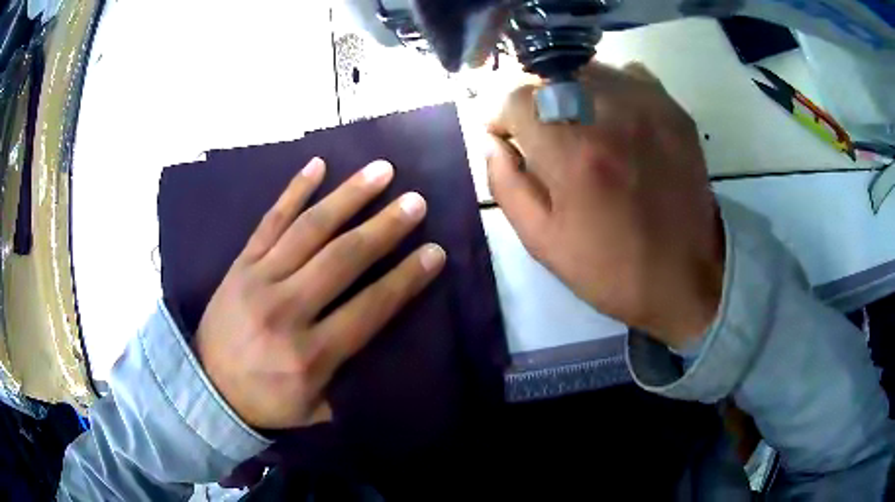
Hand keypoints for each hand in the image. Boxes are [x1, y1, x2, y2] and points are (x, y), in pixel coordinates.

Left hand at [195, 158, 445, 428]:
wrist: (206, 387)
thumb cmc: (264, 401)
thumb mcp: (313, 410)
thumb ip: (349, 384)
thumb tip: (383, 350)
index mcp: (310, 353)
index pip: (369, 307)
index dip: (406, 278)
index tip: (435, 251)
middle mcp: (286, 309)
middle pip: (342, 259)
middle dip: (384, 228)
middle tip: (415, 202)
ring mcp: (259, 279)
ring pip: (309, 229)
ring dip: (348, 196)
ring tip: (380, 171)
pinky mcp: (240, 264)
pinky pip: (269, 221)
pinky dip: (293, 191)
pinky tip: (317, 165)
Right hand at [487, 62, 723, 348]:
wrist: (687, 278)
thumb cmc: (611, 268)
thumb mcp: (541, 240)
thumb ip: (504, 183)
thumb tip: (492, 141)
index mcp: (573, 151)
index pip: (516, 96)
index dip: (504, 116)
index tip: (511, 139)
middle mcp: (610, 112)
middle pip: (551, 76)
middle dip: (536, 104)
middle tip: (547, 139)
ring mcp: (648, 105)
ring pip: (588, 71)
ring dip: (572, 94)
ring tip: (584, 131)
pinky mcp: (674, 109)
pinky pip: (628, 75)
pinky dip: (612, 91)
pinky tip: (618, 123)